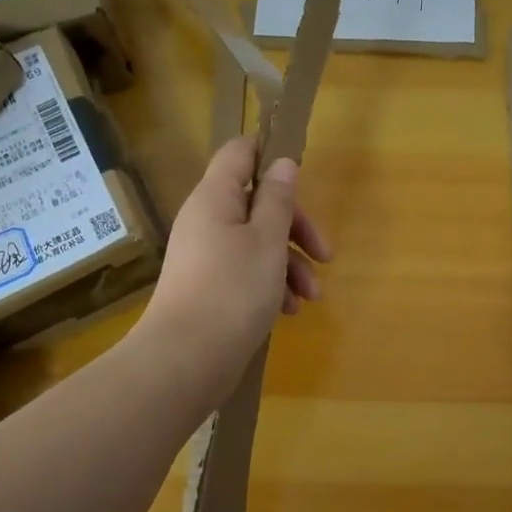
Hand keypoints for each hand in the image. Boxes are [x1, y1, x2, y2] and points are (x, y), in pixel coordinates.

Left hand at [139, 136, 331, 382]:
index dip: (270, 154)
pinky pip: (246, 272)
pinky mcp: (209, 287)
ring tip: (311, 297)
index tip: (302, 174)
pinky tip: (289, 311)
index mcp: (215, 197)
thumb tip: (282, 163)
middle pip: (257, 204)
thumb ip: (278, 199)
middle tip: (325, 254)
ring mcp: (206, 255)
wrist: (186, 359)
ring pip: (257, 242)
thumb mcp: (268, 240)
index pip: (239, 153)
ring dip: (290, 264)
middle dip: (296, 228)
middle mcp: (206, 220)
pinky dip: (271, 284)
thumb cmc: (233, 289)